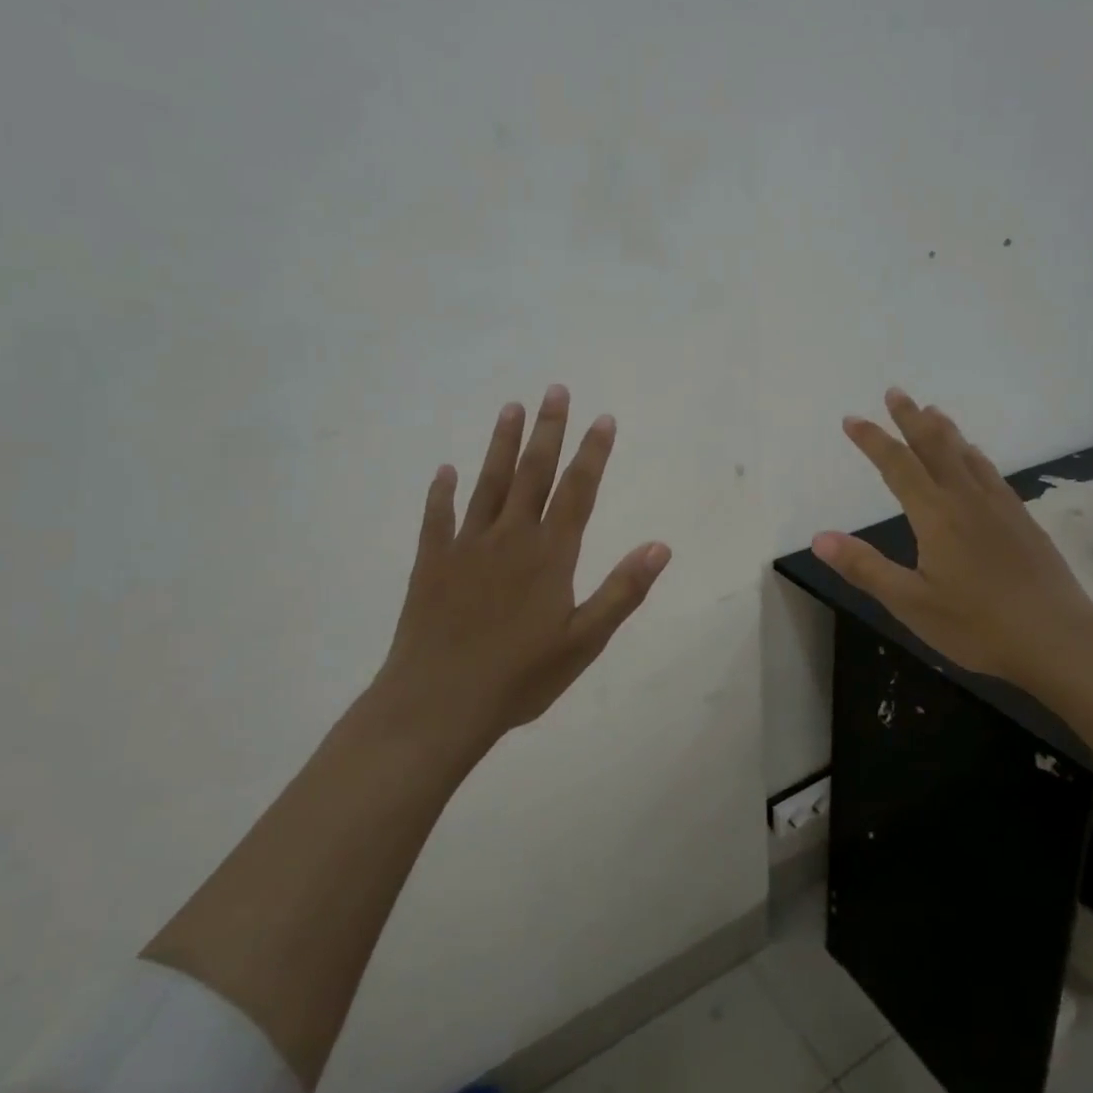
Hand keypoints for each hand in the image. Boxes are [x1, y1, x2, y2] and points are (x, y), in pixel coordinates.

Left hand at [365, 386, 670, 751]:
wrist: (438, 703)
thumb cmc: (520, 677)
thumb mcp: (584, 641)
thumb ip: (622, 590)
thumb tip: (661, 546)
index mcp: (550, 554)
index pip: (577, 491)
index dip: (592, 453)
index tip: (602, 418)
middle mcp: (510, 537)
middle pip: (532, 473)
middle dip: (548, 430)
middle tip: (555, 390)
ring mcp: (467, 546)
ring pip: (488, 483)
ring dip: (501, 444)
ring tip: (511, 407)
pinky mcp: (431, 562)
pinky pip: (438, 517)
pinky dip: (441, 492)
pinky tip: (444, 471)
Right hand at [813, 389, 1092, 691]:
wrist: (1059, 639)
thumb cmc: (977, 626)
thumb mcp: (910, 603)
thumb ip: (865, 567)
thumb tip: (819, 538)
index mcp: (935, 515)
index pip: (897, 465)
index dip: (872, 440)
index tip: (852, 419)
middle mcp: (966, 499)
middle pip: (934, 447)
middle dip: (911, 418)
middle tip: (896, 392)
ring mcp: (999, 507)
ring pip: (966, 455)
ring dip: (944, 430)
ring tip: (932, 411)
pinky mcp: (1022, 520)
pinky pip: (990, 472)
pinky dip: (974, 455)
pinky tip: (975, 457)